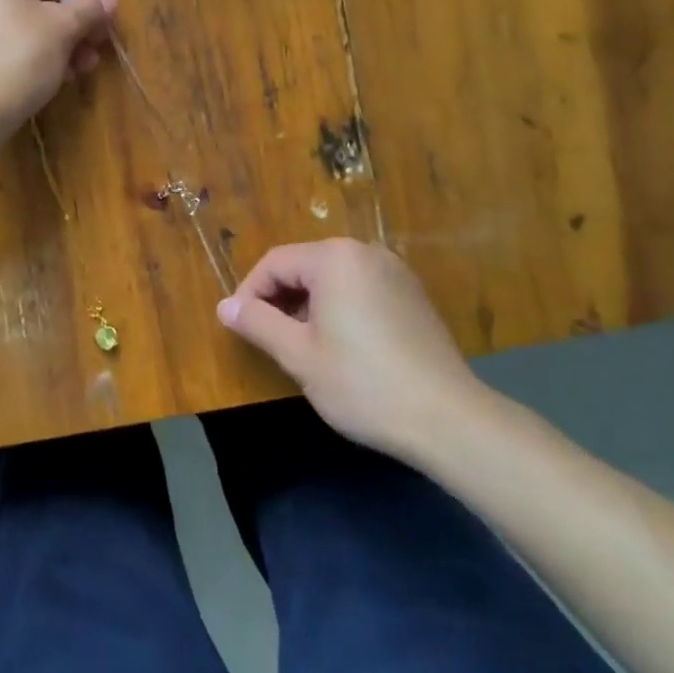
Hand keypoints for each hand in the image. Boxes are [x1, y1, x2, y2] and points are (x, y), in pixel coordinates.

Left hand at [0, 0, 116, 139]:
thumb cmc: (15, 56)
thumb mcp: (62, 29)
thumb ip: (89, 8)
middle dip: (72, 17)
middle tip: (99, 36)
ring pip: (22, 16)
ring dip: (60, 38)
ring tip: (87, 63)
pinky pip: (5, 34)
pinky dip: (35, 48)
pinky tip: (64, 73)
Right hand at [217, 238, 489, 461]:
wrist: (449, 420)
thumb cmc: (363, 383)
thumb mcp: (299, 355)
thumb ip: (257, 323)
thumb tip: (224, 307)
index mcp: (334, 257)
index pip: (275, 263)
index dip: (250, 293)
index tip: (241, 327)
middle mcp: (365, 252)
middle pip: (305, 266)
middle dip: (281, 299)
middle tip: (270, 338)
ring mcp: (395, 272)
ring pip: (333, 278)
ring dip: (309, 305)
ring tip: (303, 346)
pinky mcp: (413, 295)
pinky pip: (361, 289)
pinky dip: (340, 308)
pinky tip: (342, 346)